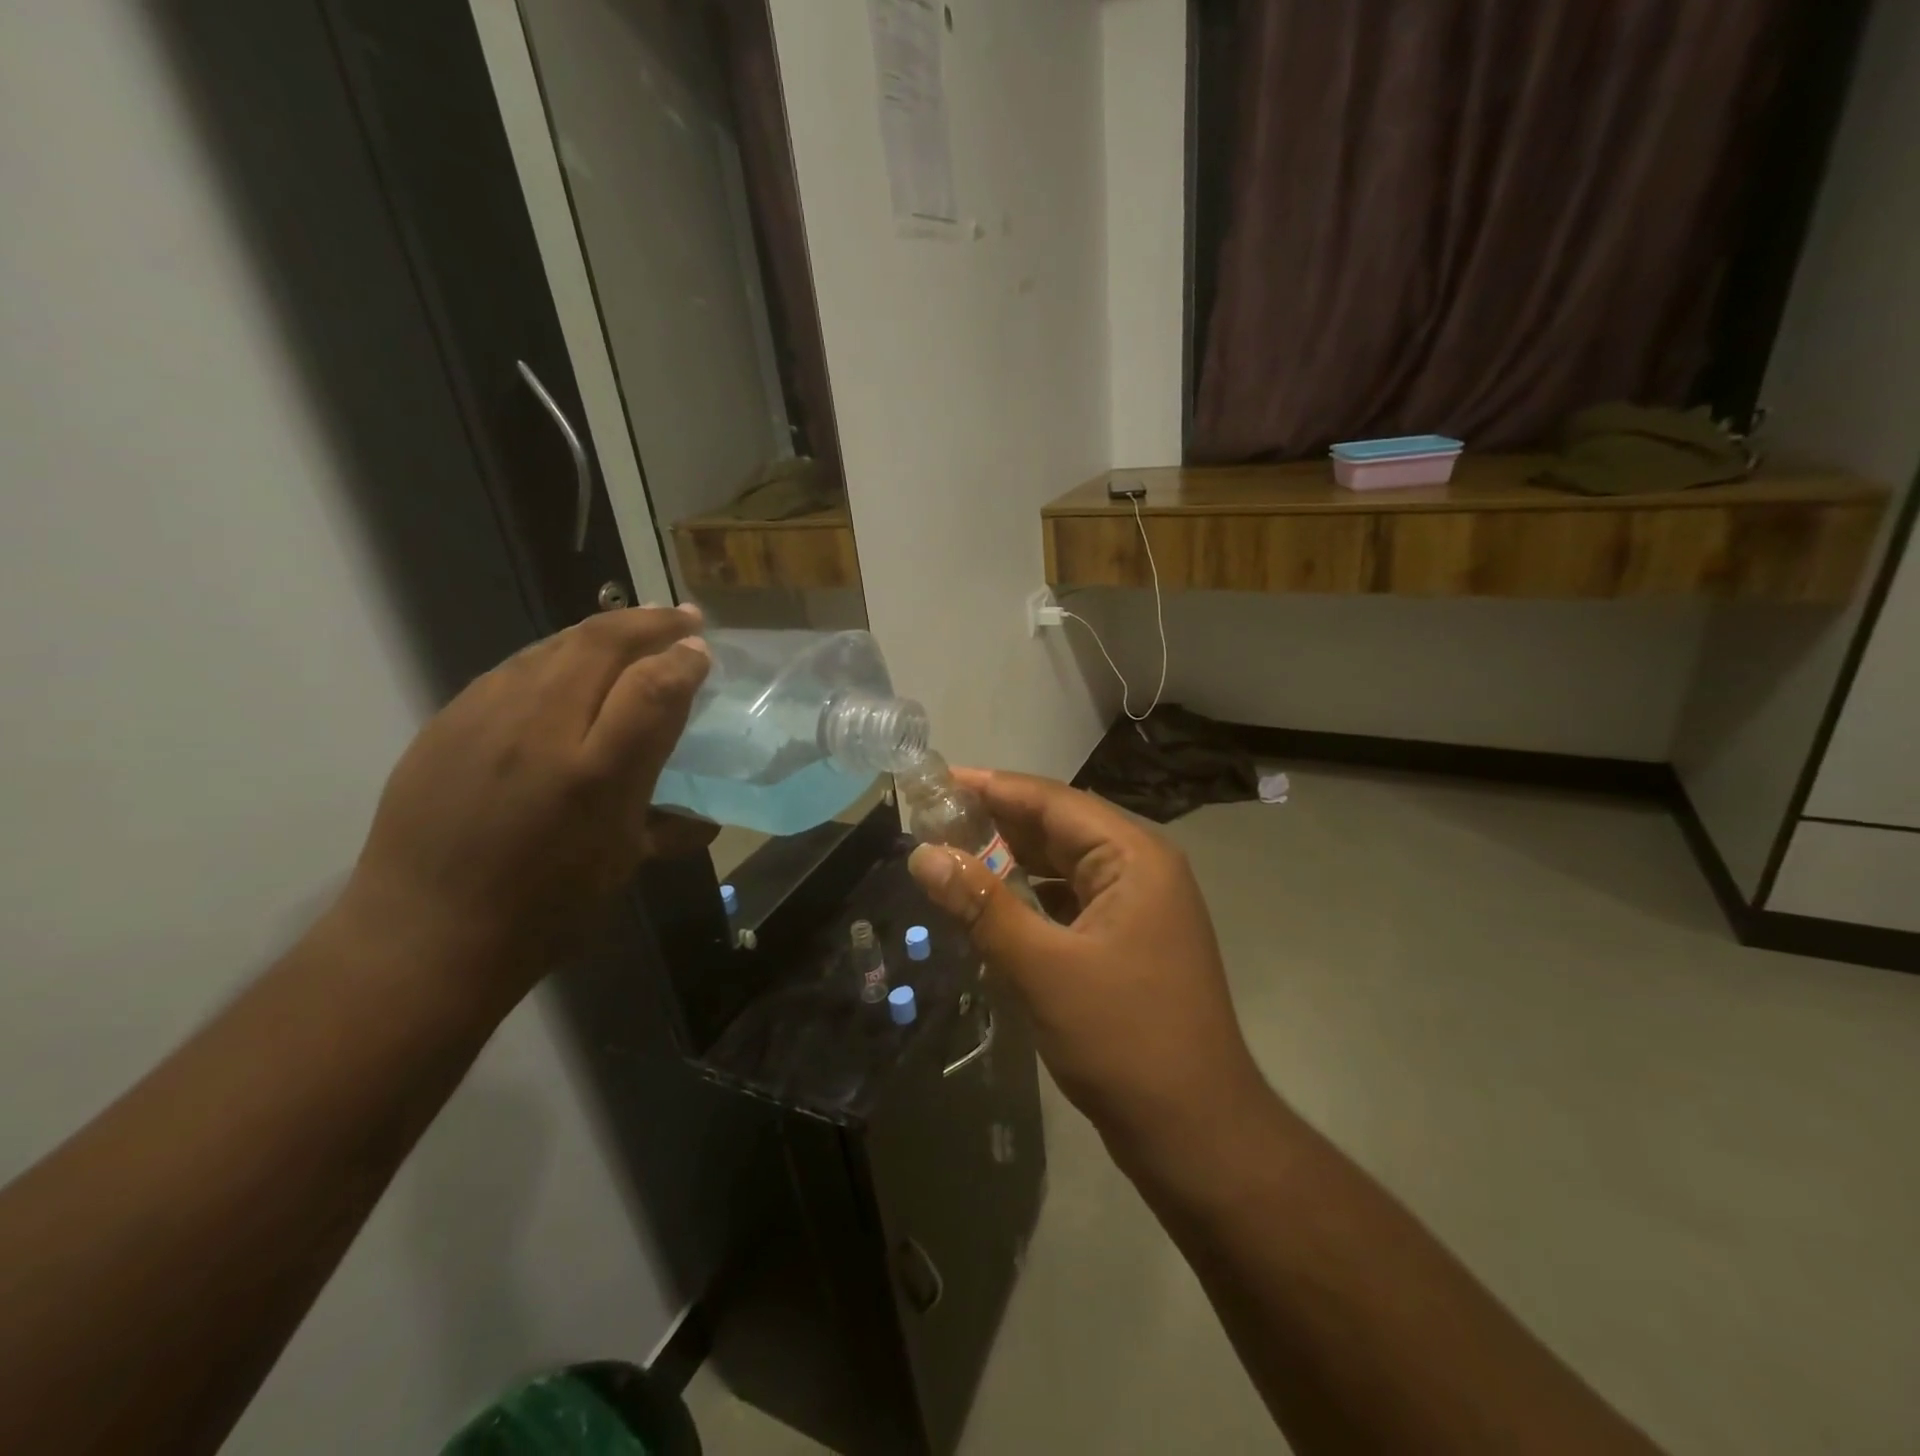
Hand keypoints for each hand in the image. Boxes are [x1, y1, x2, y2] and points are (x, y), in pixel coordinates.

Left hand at [336, 606, 711, 998]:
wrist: (423, 935)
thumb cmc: (542, 910)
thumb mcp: (621, 865)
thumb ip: (667, 826)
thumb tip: (705, 818)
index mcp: (595, 774)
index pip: (653, 687)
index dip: (684, 659)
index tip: (702, 651)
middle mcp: (540, 730)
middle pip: (601, 644)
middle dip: (650, 622)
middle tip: (682, 617)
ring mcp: (484, 717)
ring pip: (554, 645)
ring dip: (603, 630)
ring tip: (633, 628)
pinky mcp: (447, 720)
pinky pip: (514, 668)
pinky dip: (557, 654)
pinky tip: (569, 666)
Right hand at [907, 771, 1265, 1157]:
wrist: (1196, 1133)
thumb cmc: (1122, 1040)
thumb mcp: (1042, 969)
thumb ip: (981, 905)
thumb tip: (923, 854)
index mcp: (1134, 857)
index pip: (1053, 801)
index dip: (993, 787)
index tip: (938, 780)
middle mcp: (1143, 868)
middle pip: (1061, 827)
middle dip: (999, 820)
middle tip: (934, 817)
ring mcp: (1140, 906)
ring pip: (1066, 864)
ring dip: (1014, 857)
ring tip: (955, 851)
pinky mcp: (1131, 939)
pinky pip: (1073, 899)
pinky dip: (1033, 894)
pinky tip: (997, 901)